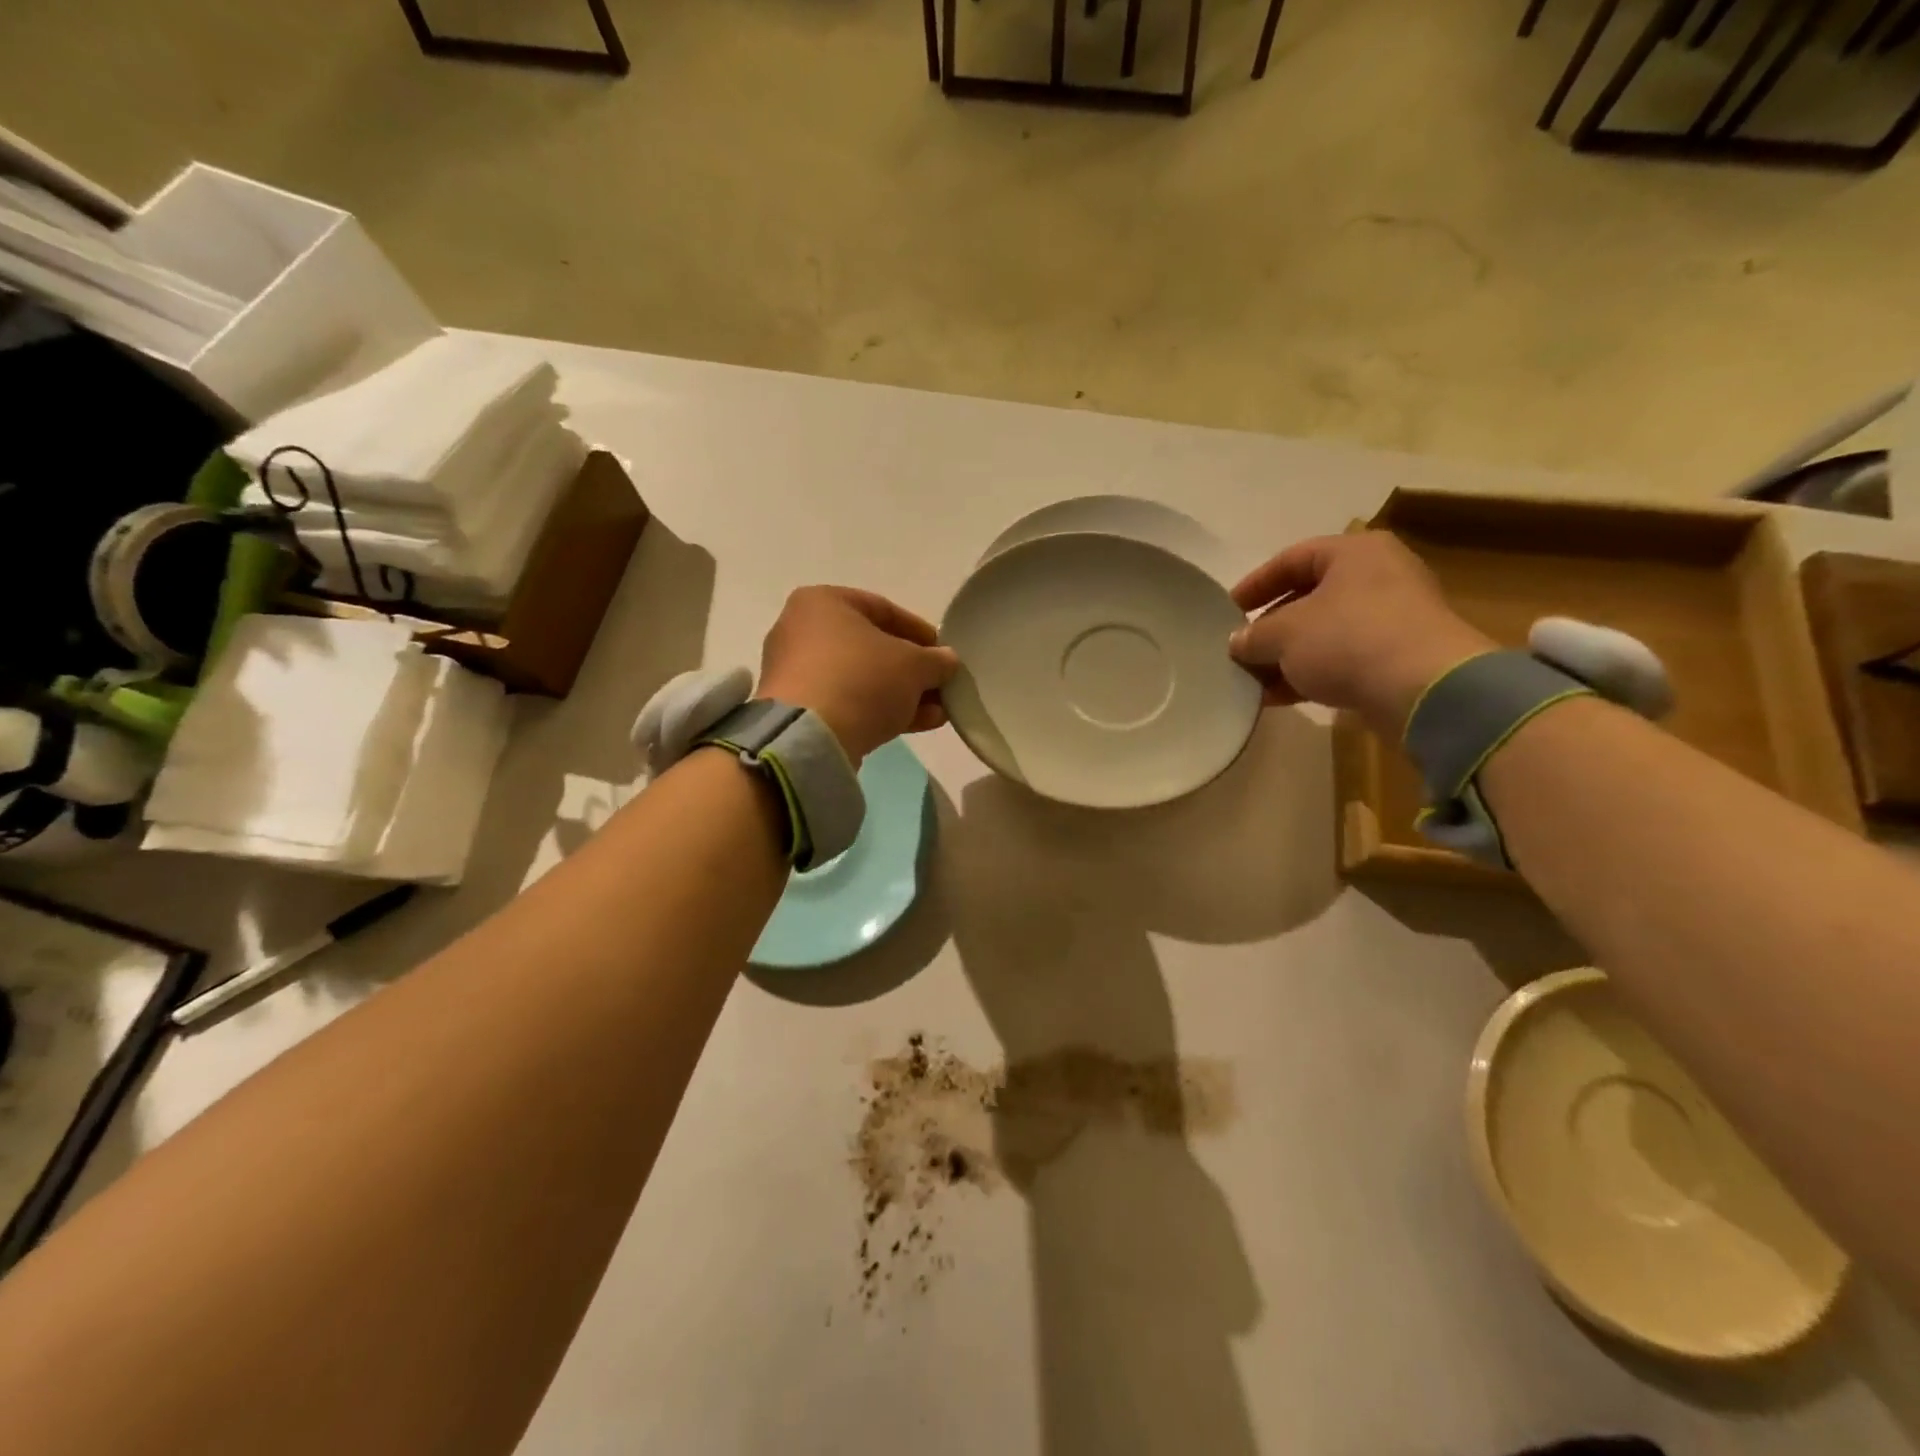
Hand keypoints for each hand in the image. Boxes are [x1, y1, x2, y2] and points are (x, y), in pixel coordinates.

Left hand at [757, 587, 959, 760]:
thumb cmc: (862, 679)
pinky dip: (879, 710)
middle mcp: (801, 631)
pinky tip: (917, 724)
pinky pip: (846, 702)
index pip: (883, 609)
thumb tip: (946, 661)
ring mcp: (796, 673)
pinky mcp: (798, 710)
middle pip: (871, 647)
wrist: (811, 737)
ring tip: (937, 712)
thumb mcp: (914, 665)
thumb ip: (936, 660)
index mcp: (822, 603)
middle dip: (912, 670)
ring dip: (902, 694)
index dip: (919, 631)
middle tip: (941, 686)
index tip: (943, 652)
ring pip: (861, 678)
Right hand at [1228, 532, 1493, 735]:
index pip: (1292, 558)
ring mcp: (1392, 619)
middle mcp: (1378, 577)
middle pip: (1309, 598)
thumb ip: (1253, 635)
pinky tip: (1277, 697)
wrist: (1424, 689)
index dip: (1255, 584)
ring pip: (1324, 633)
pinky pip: (1342, 660)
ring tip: (1252, 680)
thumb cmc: (1347, 639)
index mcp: (1355, 552)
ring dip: (1286, 657)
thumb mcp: (1284, 633)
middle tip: (1240, 648)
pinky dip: (1309, 675)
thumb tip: (1238, 643)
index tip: (1228, 610)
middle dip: (1270, 627)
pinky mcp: (1398, 658)